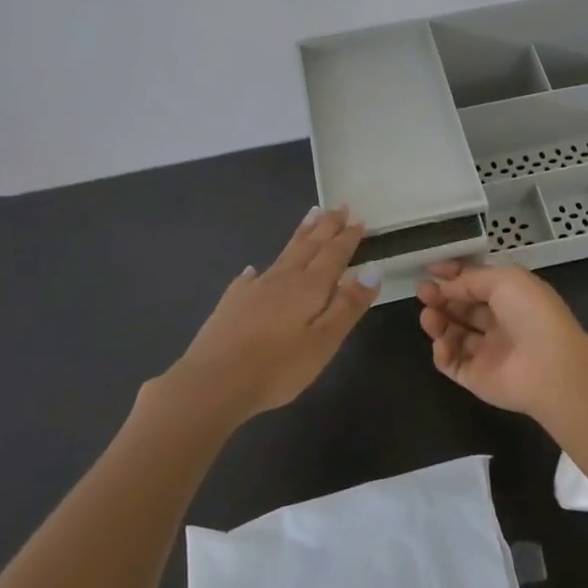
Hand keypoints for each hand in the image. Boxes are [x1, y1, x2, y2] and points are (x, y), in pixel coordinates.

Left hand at [165, 206, 379, 425]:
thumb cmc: (278, 367)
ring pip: (283, 254)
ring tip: (311, 216)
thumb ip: (348, 305)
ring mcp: (254, 289)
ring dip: (300, 235)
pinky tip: (254, 270)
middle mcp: (283, 279)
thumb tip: (373, 270)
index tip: (358, 218)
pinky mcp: (231, 304)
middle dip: (326, 226)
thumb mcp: (324, 341)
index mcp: (309, 287)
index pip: (334, 255)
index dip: (348, 237)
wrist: (213, 382)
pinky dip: (258, 271)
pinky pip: (250, 278)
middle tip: (338, 206)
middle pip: (309, 246)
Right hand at [415, 261, 587, 418]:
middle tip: (422, 290)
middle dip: (440, 296)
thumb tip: (445, 287)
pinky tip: (443, 343)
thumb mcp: (504, 280)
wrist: (550, 367)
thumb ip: (470, 280)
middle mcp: (499, 323)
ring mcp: (487, 352)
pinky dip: (442, 352)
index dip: (453, 274)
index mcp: (511, 297)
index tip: (429, 268)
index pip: (476, 283)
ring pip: (453, 334)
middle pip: (462, 307)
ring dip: (437, 322)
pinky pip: (452, 363)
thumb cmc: (531, 313)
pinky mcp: (476, 378)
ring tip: (428, 316)